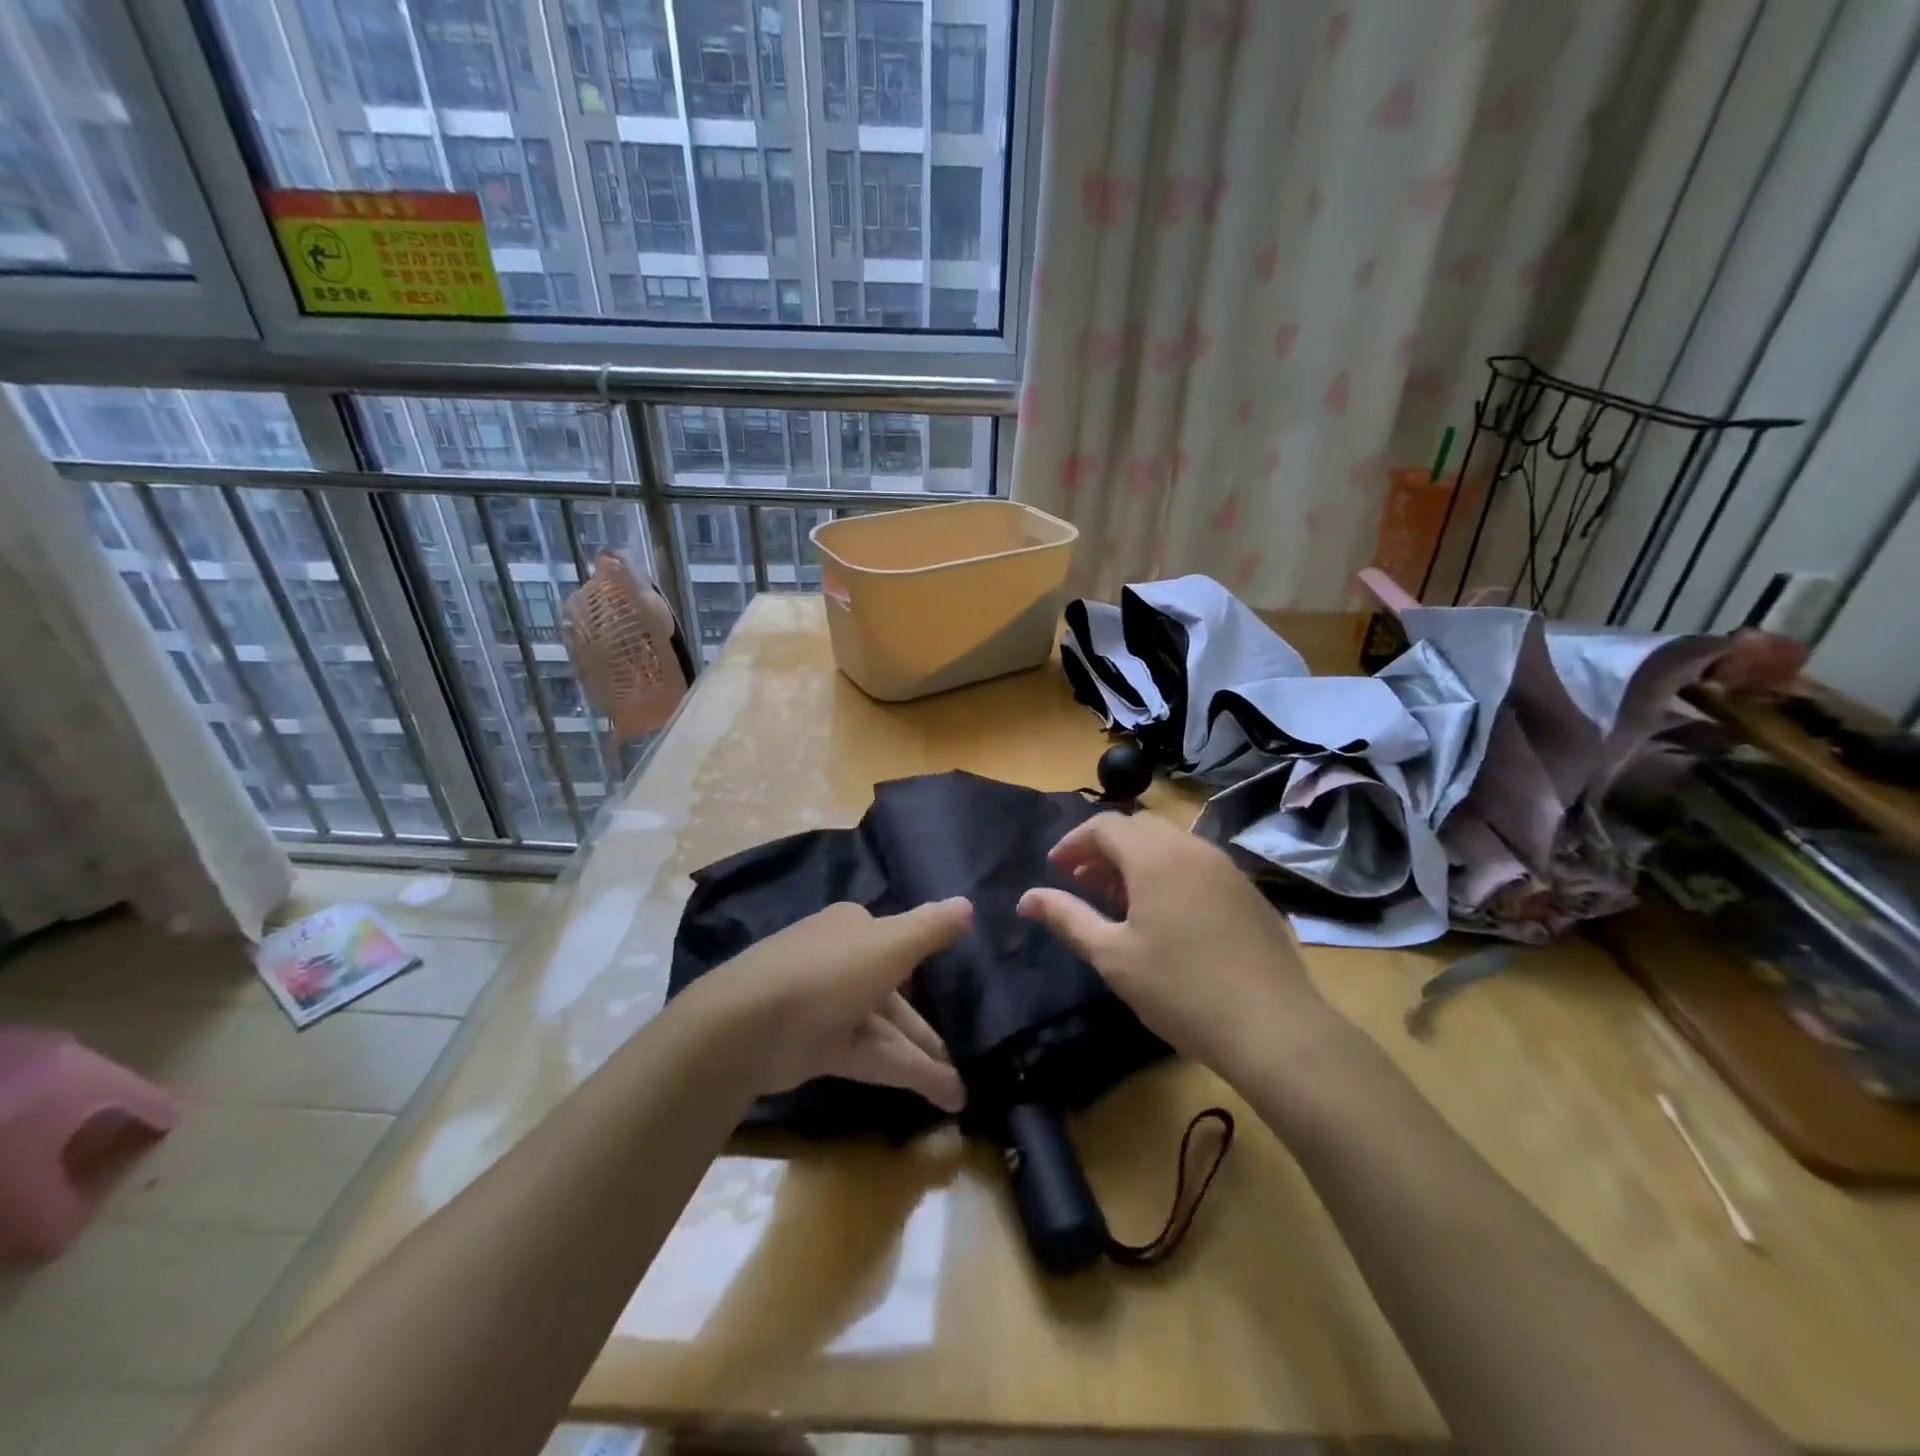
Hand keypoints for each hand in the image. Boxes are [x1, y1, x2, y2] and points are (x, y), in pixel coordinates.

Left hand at [684, 898, 971, 1112]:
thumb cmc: (830, 971)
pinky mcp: (819, 1047)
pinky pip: (872, 1055)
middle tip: (966, 1055)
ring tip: (961, 1092)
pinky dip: (906, 1072)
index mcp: (853, 926)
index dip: (925, 963)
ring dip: (924, 1057)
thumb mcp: (892, 943)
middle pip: (894, 992)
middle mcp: (840, 961)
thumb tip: (968, 905)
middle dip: (928, 1027)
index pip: (896, 941)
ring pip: (886, 1029)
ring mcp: (827, 1007)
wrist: (751, 1024)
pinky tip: (943, 1095)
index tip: (955, 986)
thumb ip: (932, 927)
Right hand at [1016, 813, 1332, 1078]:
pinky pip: (1196, 864)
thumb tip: (1026, 898)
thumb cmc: (1179, 989)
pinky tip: (1166, 915)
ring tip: (1120, 899)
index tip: (1055, 868)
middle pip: (1138, 827)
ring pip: (1170, 843)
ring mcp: (1226, 867)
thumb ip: (1066, 917)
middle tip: (1084, 882)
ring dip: (1137, 859)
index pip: (1104, 826)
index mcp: (1155, 857)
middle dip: (1104, 848)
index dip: (1073, 843)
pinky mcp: (1247, 891)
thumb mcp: (1112, 956)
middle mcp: (1192, 848)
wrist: (1272, 1026)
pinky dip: (1168, 872)